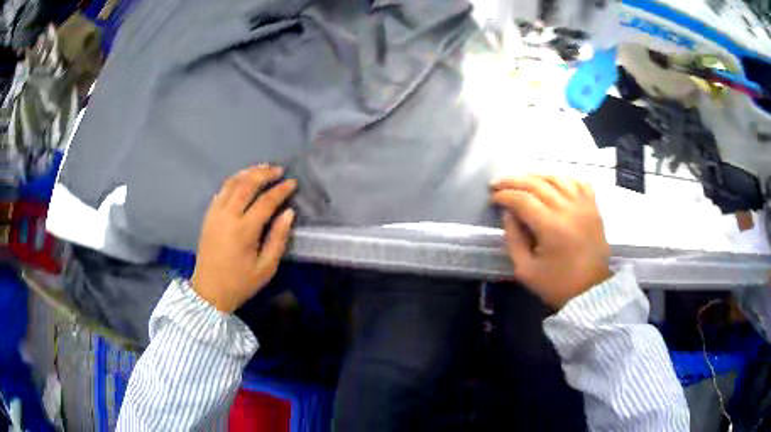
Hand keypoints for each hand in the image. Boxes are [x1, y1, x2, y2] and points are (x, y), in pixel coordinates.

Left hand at [191, 165, 296, 312]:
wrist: (209, 291)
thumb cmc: (240, 283)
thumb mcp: (266, 268)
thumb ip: (278, 239)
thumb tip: (289, 213)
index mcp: (244, 231)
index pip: (265, 202)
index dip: (281, 190)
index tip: (293, 183)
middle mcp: (227, 216)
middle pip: (246, 185)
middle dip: (264, 174)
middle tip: (279, 170)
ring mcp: (215, 214)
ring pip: (231, 184)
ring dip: (248, 172)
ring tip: (263, 168)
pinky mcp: (208, 216)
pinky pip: (221, 191)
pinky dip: (234, 181)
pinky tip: (242, 180)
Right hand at [491, 175, 611, 308]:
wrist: (592, 292)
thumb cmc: (557, 285)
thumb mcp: (526, 270)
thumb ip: (513, 240)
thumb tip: (508, 214)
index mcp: (551, 226)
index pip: (523, 199)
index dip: (504, 195)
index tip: (492, 198)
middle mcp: (568, 209)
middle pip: (537, 183)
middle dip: (514, 181)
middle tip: (498, 183)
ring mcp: (584, 206)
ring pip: (558, 178)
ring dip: (537, 176)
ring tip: (524, 181)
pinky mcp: (594, 208)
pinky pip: (579, 183)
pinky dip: (564, 179)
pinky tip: (554, 184)